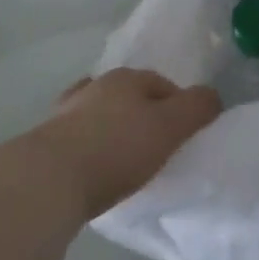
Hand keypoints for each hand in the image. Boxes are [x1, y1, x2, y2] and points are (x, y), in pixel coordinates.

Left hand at [13, 68, 221, 221]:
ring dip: (112, 128)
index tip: (184, 135)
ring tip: (123, 160)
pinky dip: (88, 147)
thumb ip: (196, 109)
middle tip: (156, 147)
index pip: (161, 83)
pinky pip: (76, 139)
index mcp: (126, 78)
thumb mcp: (168, 128)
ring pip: (99, 114)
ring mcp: (65, 112)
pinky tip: (92, 168)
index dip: (177, 105)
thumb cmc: (115, 149)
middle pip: (128, 95)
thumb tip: (213, 97)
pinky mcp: (44, 142)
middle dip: (143, 114)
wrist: (45, 181)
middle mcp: (95, 86)